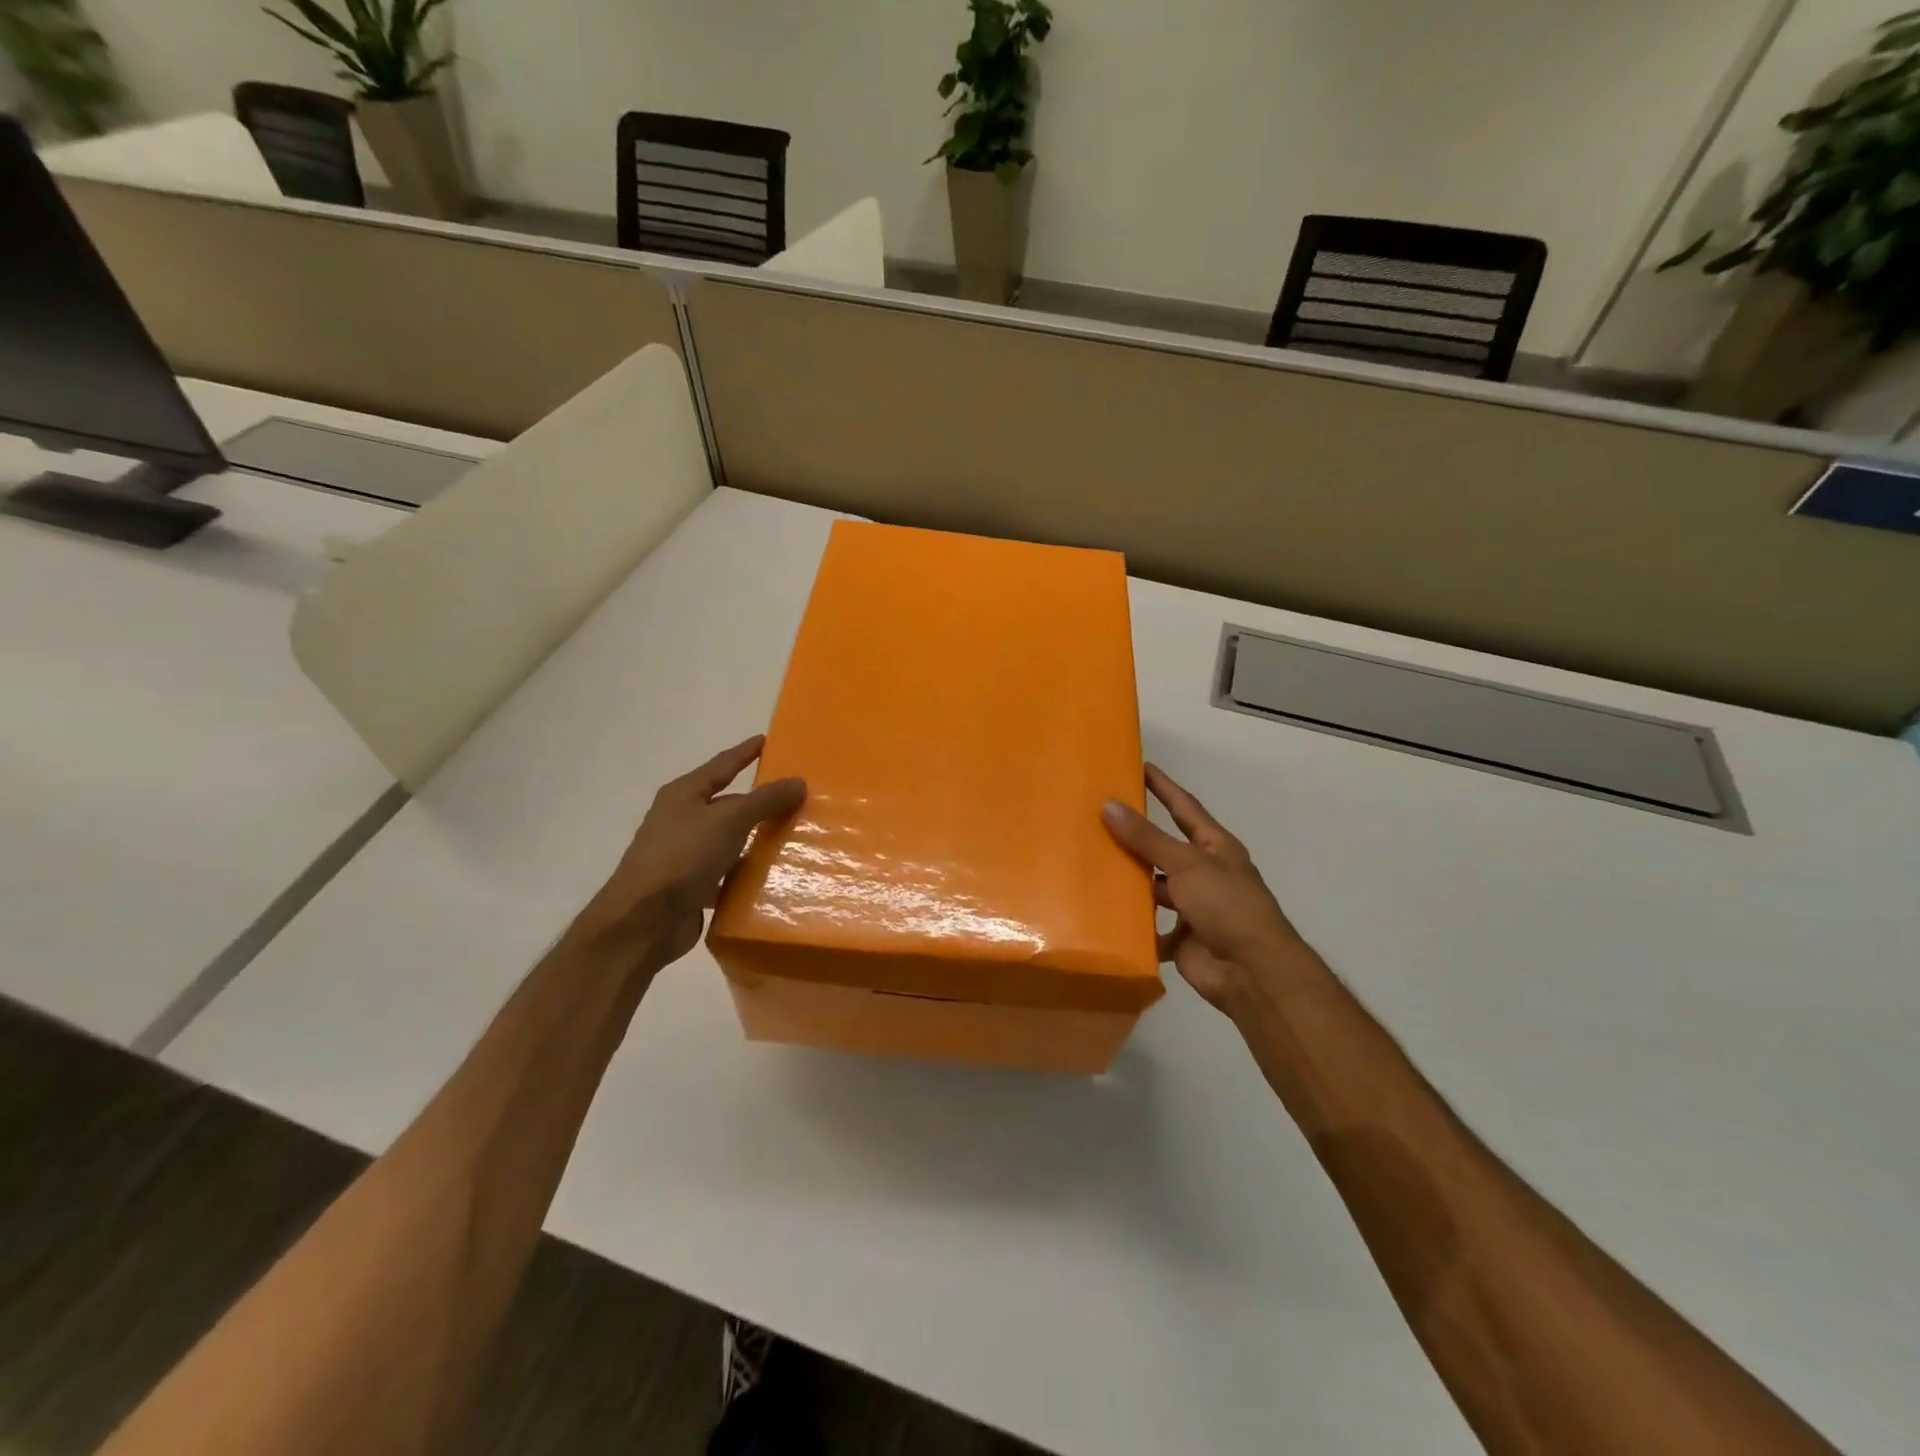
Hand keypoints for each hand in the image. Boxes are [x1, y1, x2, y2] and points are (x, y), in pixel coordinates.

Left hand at [583, 735, 805, 968]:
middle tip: (795, 794)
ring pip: (730, 839)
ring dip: (756, 838)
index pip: (722, 765)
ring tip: (794, 834)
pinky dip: (748, 871)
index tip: (768, 740)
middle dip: (759, 800)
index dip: (745, 752)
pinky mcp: (692, 886)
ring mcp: (685, 854)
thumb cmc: (682, 857)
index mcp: (684, 795)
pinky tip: (774, 875)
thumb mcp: (728, 820)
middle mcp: (682, 819)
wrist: (643, 921)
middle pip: (728, 803)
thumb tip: (798, 781)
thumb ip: (764, 800)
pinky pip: (728, 871)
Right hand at [1102, 764, 1313, 1015]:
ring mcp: (1194, 908)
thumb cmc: (1226, 905)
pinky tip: (1103, 913)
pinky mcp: (1181, 939)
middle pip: (1165, 848)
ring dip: (1131, 881)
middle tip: (1099, 817)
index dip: (1164, 787)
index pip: (1184, 807)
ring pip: (1155, 888)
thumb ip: (1147, 837)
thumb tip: (1109, 804)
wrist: (1251, 971)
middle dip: (1137, 835)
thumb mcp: (1186, 863)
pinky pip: (1150, 927)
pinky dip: (1132, 924)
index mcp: (1215, 848)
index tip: (1140, 766)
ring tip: (1092, 864)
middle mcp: (1205, 874)